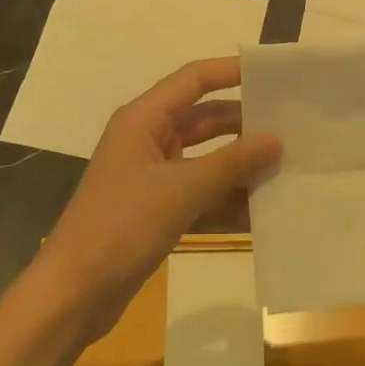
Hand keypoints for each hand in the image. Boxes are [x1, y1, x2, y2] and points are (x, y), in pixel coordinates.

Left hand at [26, 58, 281, 341]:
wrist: (74, 293)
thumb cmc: (122, 226)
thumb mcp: (181, 190)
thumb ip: (231, 164)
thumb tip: (276, 139)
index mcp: (143, 119)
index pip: (193, 80)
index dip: (230, 72)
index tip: (272, 74)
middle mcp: (147, 139)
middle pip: (203, 119)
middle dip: (243, 123)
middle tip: (291, 126)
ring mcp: (151, 176)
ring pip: (204, 158)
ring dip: (239, 164)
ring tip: (286, 166)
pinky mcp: (156, 208)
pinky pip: (199, 192)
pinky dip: (226, 198)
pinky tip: (262, 210)